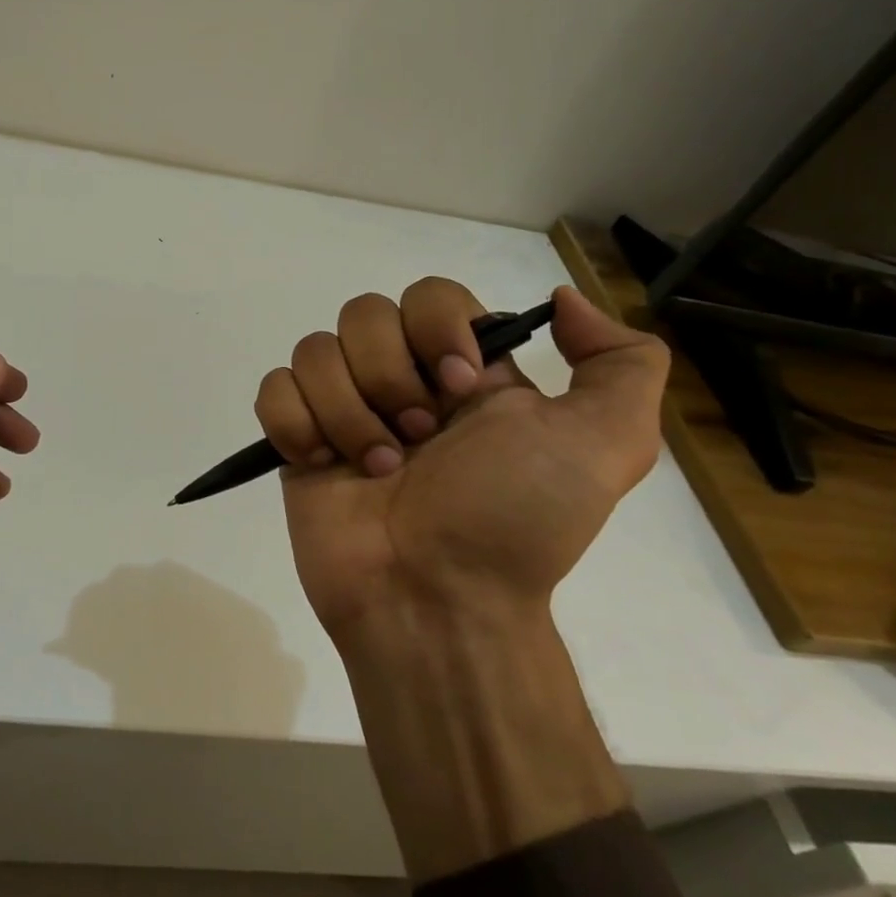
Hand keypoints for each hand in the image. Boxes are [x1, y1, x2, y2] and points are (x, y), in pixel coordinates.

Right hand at [255, 280, 667, 640]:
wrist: (437, 601)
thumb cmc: (513, 521)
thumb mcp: (607, 446)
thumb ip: (622, 363)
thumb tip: (562, 301)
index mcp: (464, 372)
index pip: (430, 295)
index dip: (436, 328)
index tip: (459, 387)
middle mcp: (401, 381)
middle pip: (363, 314)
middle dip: (388, 376)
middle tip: (417, 438)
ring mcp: (343, 411)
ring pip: (314, 350)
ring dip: (346, 411)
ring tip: (373, 468)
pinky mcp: (298, 442)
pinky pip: (273, 390)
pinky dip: (294, 422)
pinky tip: (321, 464)